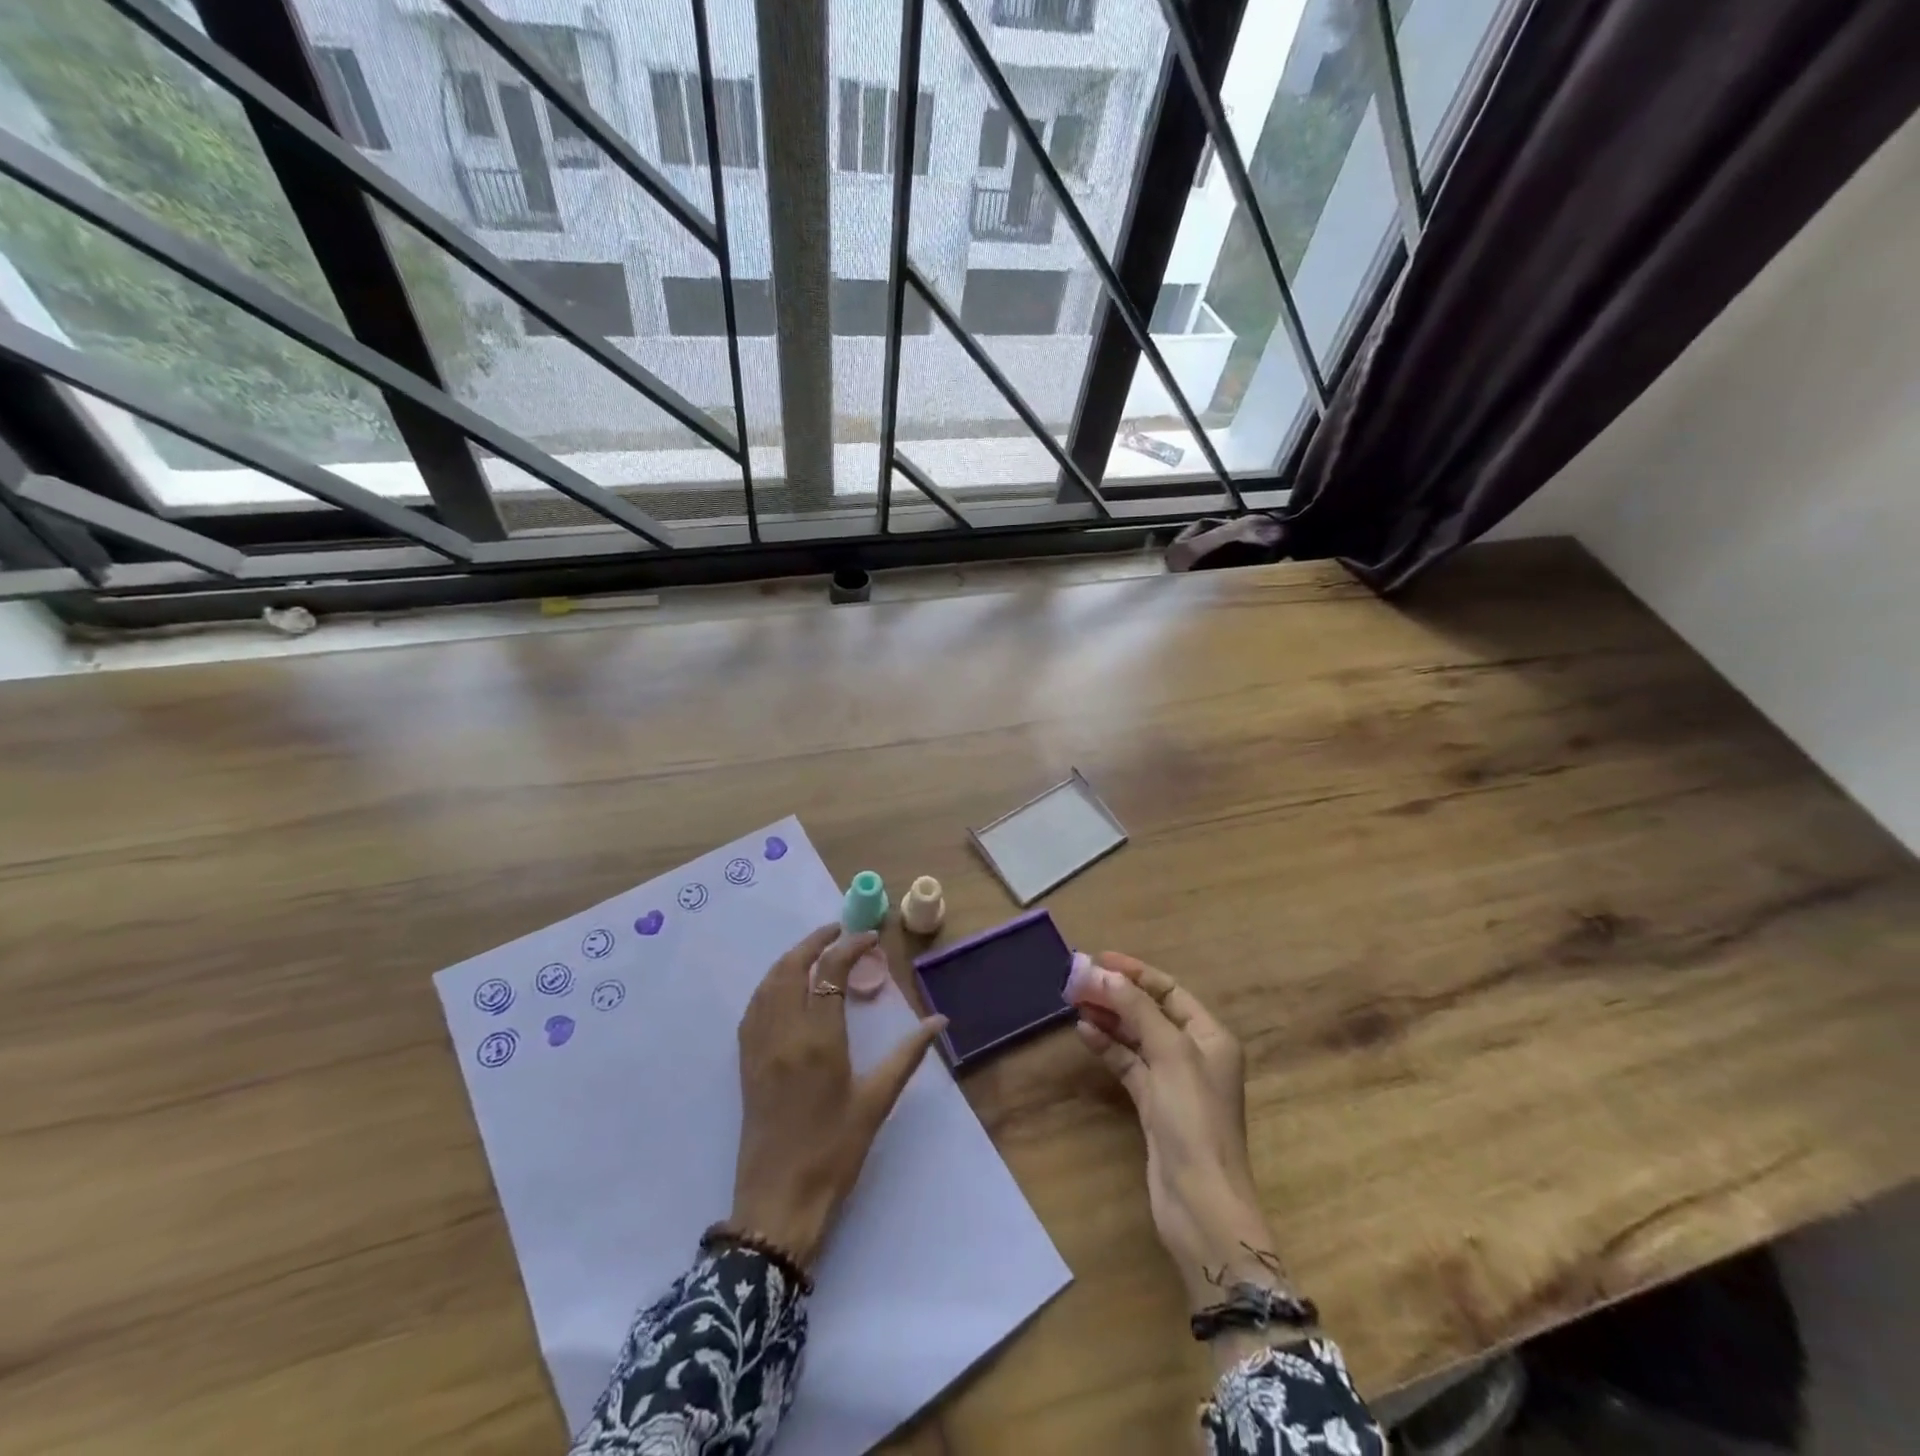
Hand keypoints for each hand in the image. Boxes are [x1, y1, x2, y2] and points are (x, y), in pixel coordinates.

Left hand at [731, 924, 946, 1268]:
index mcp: (818, 1039)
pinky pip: (754, 1008)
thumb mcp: (876, 1102)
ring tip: (815, 952)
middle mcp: (784, 1033)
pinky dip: (770, 984)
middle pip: (791, 967)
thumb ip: (907, 1055)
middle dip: (814, 942)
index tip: (870, 938)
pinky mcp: (746, 1063)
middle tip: (839, 931)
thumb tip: (938, 1020)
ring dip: (790, 959)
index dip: (850, 947)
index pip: (830, 972)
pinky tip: (784, 988)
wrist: (778, 1202)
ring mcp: (759, 1046)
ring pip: (768, 984)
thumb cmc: (834, 1152)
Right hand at [1067, 952, 1282, 1311]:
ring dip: (1108, 1018)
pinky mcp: (1153, 1105)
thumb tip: (1102, 972)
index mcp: (1210, 1036)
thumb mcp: (1169, 1053)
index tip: (1099, 960)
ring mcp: (1172, 1081)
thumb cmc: (1194, 1119)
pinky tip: (1084, 1032)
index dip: (1135, 973)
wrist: (1200, 1203)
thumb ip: (1136, 1009)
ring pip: (1135, 1037)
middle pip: (1150, 1011)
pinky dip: (1108, 1047)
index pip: (1170, 990)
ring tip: (1074, 1001)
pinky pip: (1128, 1064)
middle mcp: (1194, 1053)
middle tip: (1077, 980)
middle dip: (1116, 994)